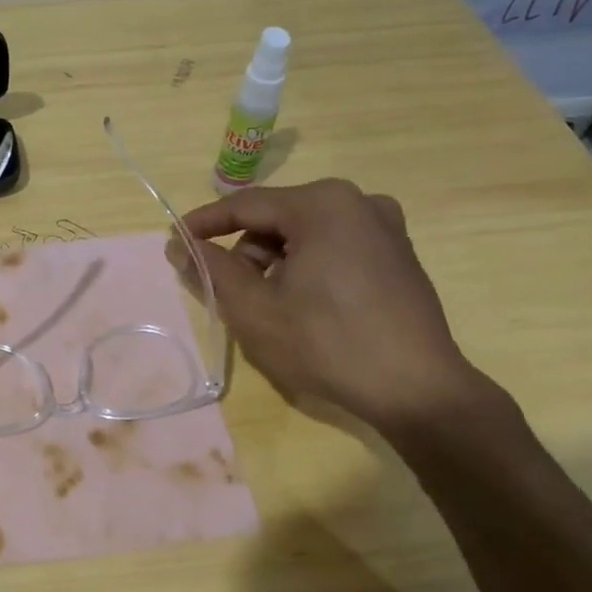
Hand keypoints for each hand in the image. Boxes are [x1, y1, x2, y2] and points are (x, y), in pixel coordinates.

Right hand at [175, 181, 489, 437]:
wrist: (418, 389)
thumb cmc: (327, 343)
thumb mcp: (254, 308)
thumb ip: (210, 270)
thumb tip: (178, 246)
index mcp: (322, 203)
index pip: (245, 205)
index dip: (204, 224)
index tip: (174, 242)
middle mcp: (357, 201)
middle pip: (277, 219)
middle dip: (246, 253)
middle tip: (229, 293)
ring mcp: (385, 226)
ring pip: (305, 234)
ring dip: (276, 263)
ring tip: (269, 307)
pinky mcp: (398, 253)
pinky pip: (335, 247)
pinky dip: (308, 267)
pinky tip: (305, 306)